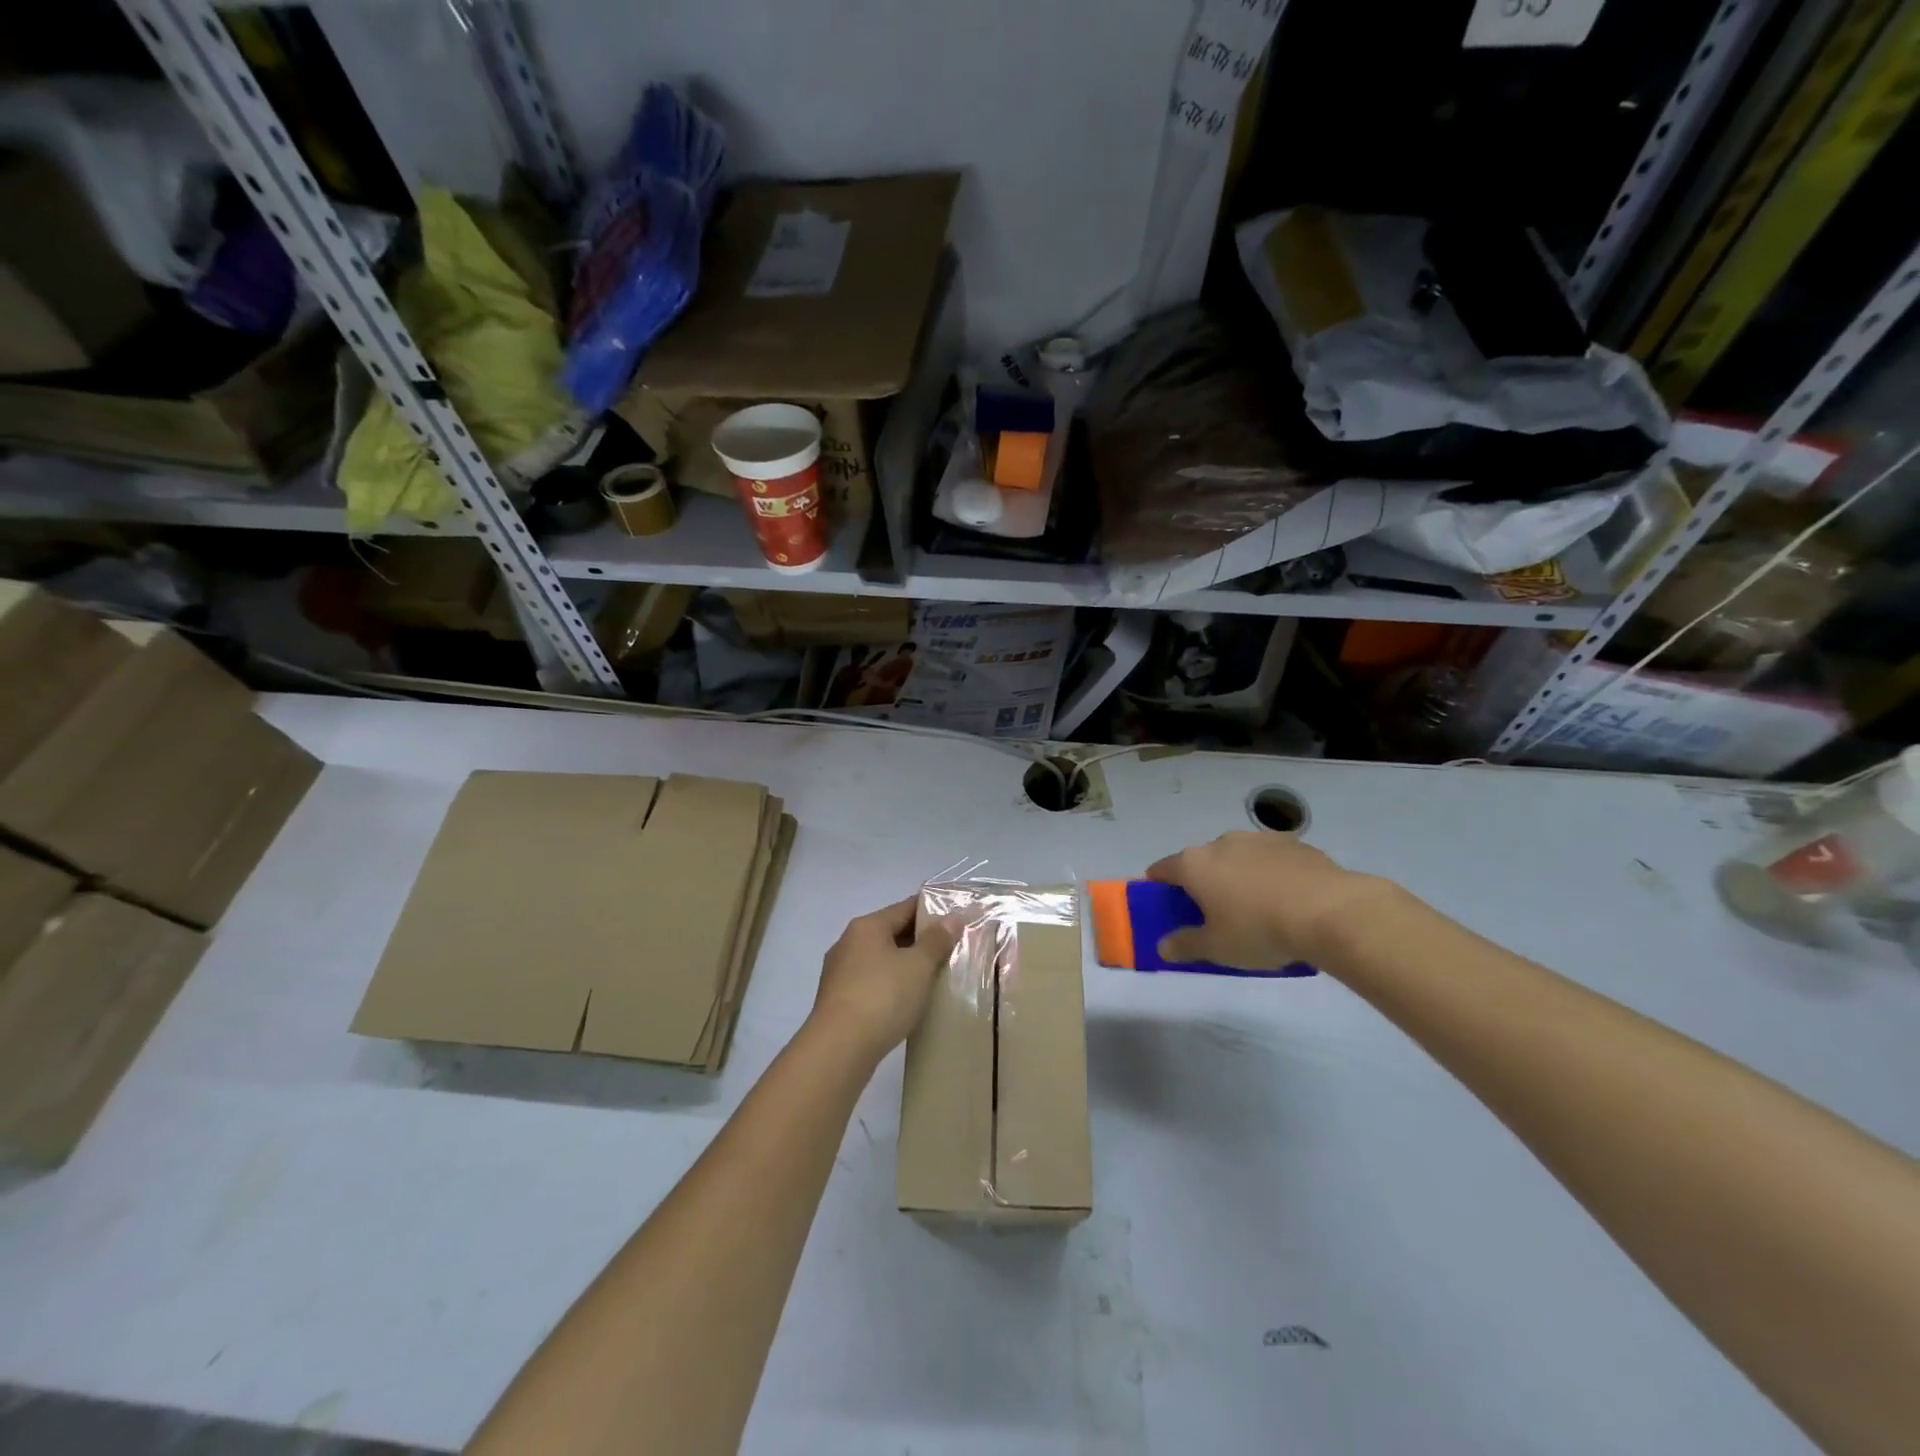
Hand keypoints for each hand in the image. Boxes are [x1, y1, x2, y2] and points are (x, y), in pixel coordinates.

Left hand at [810, 898, 961, 1063]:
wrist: (839, 1049)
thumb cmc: (882, 997)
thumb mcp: (918, 966)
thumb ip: (937, 940)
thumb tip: (952, 917)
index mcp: (867, 927)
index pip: (905, 907)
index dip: (932, 910)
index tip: (956, 917)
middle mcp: (849, 943)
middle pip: (892, 932)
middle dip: (921, 940)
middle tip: (952, 949)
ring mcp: (840, 973)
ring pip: (882, 960)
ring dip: (906, 965)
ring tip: (935, 976)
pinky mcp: (839, 1000)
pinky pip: (872, 983)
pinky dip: (892, 985)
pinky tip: (908, 1001)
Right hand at [1147, 831, 1382, 969]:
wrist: (1330, 912)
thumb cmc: (1259, 930)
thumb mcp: (1217, 948)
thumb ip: (1185, 945)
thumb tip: (1163, 947)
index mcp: (1195, 864)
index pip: (1162, 869)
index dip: (1157, 885)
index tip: (1162, 902)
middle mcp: (1222, 843)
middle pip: (1202, 861)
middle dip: (1204, 883)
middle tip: (1215, 914)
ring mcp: (1259, 839)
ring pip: (1238, 858)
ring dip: (1238, 876)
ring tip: (1257, 908)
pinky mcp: (1294, 843)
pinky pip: (1271, 860)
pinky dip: (1271, 875)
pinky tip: (1288, 900)